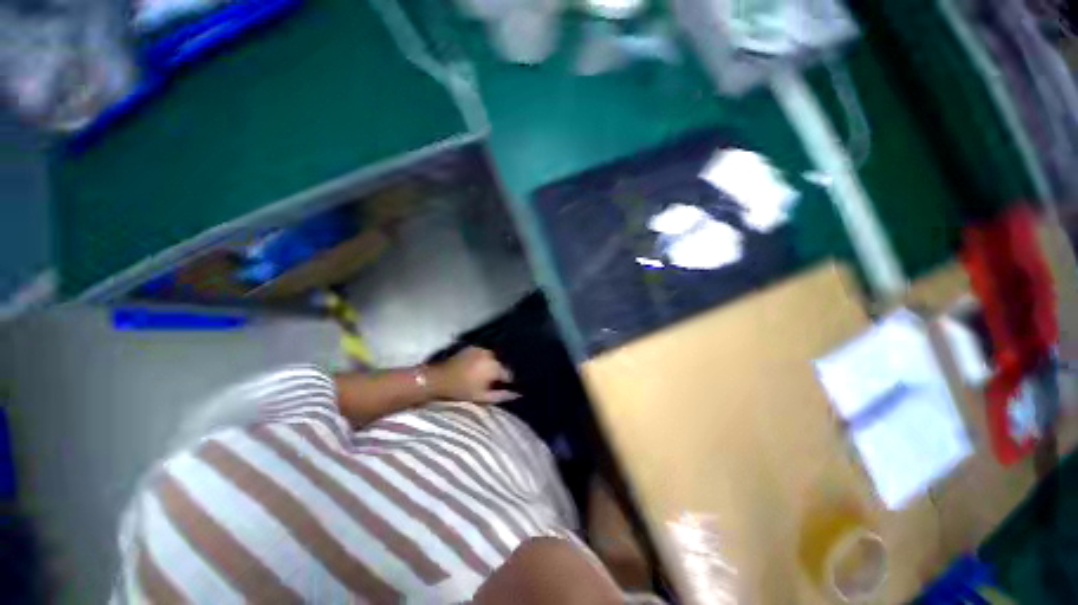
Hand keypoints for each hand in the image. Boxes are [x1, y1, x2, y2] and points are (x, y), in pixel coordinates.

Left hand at [427, 347, 519, 404]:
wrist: (439, 379)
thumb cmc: (462, 391)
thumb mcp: (483, 397)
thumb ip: (502, 395)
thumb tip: (517, 394)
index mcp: (495, 367)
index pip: (509, 374)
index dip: (508, 382)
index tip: (504, 388)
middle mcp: (491, 355)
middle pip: (501, 365)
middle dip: (499, 373)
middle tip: (492, 382)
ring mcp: (481, 349)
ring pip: (493, 359)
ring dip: (491, 365)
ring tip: (484, 375)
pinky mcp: (473, 347)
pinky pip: (484, 354)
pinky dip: (483, 360)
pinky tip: (477, 367)